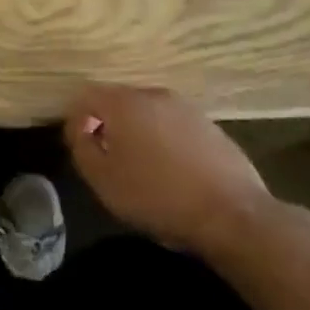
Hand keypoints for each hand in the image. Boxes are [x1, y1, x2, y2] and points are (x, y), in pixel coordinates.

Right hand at [63, 83, 273, 260]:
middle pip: (118, 101)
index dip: (77, 120)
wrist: (233, 214)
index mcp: (124, 103)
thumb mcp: (103, 180)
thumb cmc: (158, 196)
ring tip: (142, 166)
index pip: (86, 96)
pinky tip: (172, 171)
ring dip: (138, 132)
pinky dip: (165, 140)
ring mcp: (186, 108)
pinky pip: (174, 126)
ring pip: (148, 113)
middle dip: (108, 124)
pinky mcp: (210, 126)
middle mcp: (153, 95)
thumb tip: (81, 128)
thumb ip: (82, 147)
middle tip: (108, 158)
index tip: (79, 147)